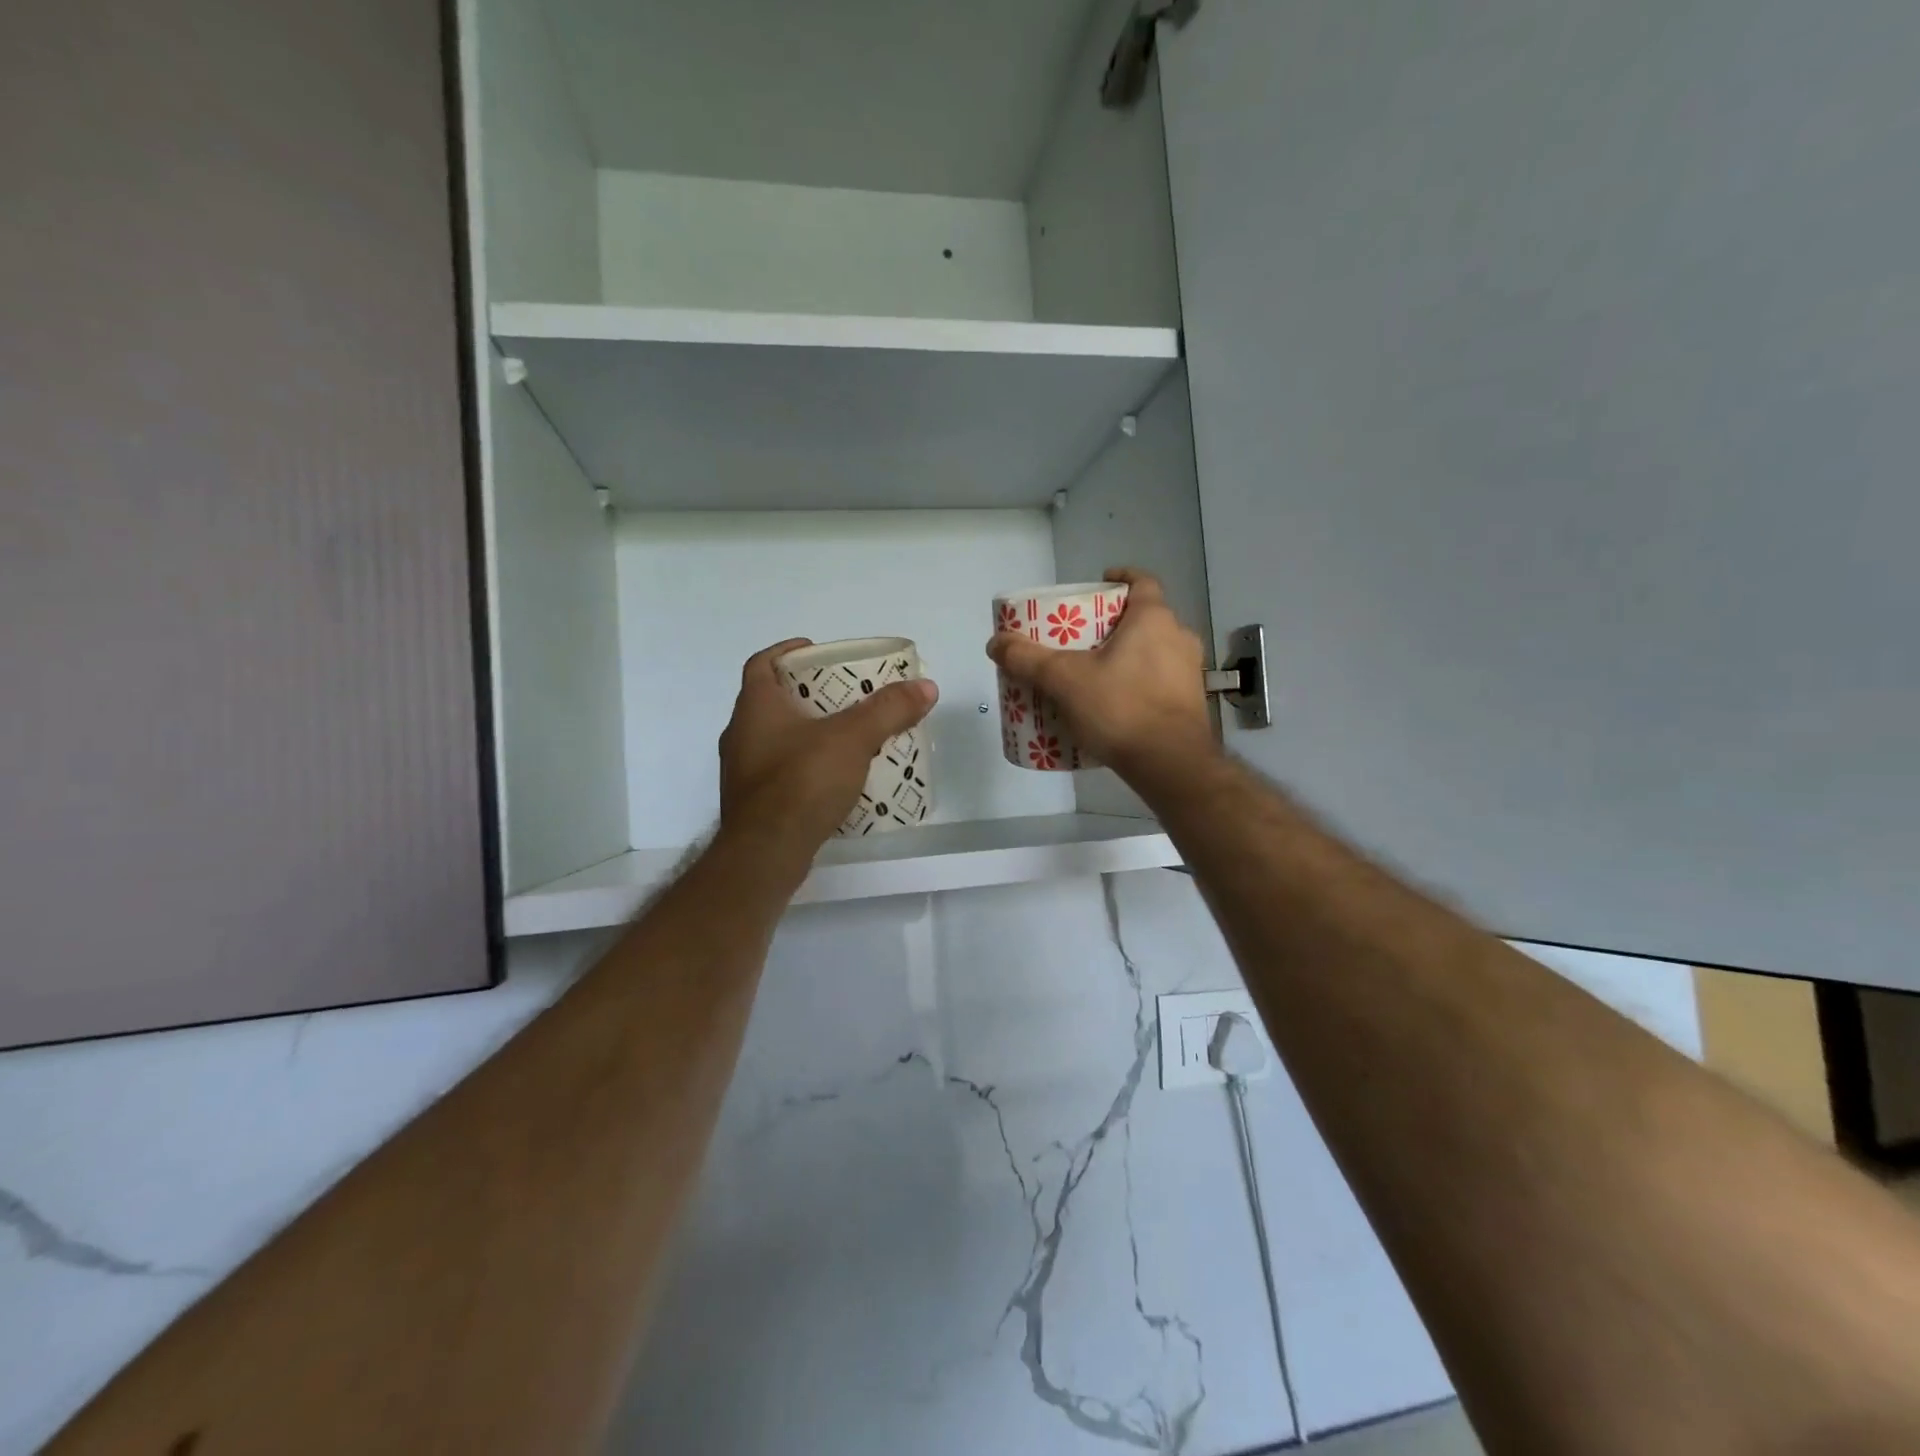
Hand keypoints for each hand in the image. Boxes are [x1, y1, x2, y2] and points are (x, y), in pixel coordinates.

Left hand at [718, 638, 938, 858]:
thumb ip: (889, 711)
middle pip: (772, 701)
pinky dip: (805, 766)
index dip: (786, 651)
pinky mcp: (753, 803)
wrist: (766, 853)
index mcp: (755, 707)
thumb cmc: (801, 781)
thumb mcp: (853, 739)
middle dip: (807, 694)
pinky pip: (781, 772)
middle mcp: (741, 734)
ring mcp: (743, 771)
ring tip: (845, 736)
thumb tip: (926, 686)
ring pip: (776, 739)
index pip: (761, 663)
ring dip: (807, 733)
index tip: (815, 651)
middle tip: (844, 695)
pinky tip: (834, 778)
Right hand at [986, 569, 1214, 778]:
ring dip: (1127, 657)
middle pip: (1144, 619)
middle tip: (1083, 638)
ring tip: (1094, 674)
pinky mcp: (1191, 704)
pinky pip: (1159, 683)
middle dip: (1114, 625)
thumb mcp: (1064, 680)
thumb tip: (995, 643)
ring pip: (1154, 652)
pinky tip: (1113, 706)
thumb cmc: (1121, 708)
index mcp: (1153, 620)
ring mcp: (1189, 673)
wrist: (1170, 764)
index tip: (1100, 583)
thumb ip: (1027, 659)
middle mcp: (1179, 638)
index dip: (1121, 578)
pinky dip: (1138, 686)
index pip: (1142, 582)